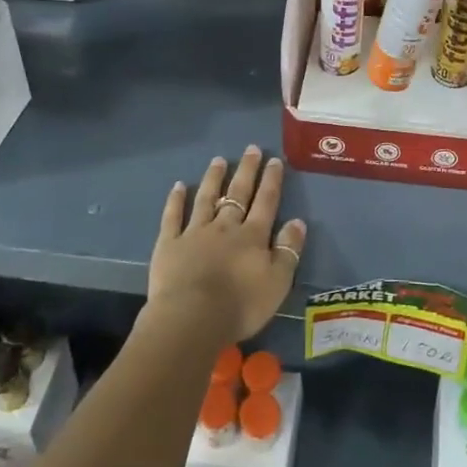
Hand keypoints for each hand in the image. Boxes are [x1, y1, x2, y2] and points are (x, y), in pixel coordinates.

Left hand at [149, 147, 305, 343]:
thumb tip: (297, 221)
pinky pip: (173, 217)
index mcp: (252, 236)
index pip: (266, 202)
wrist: (192, 318)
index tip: (274, 160)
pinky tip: (178, 186)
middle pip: (238, 193)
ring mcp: (195, 233)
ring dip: (214, 178)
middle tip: (251, 148)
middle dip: (247, 170)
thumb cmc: (240, 305)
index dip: (271, 180)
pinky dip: (176, 200)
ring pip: (206, 198)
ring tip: (219, 159)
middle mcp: (225, 227)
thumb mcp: (278, 282)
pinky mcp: (169, 244)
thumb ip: (288, 250)